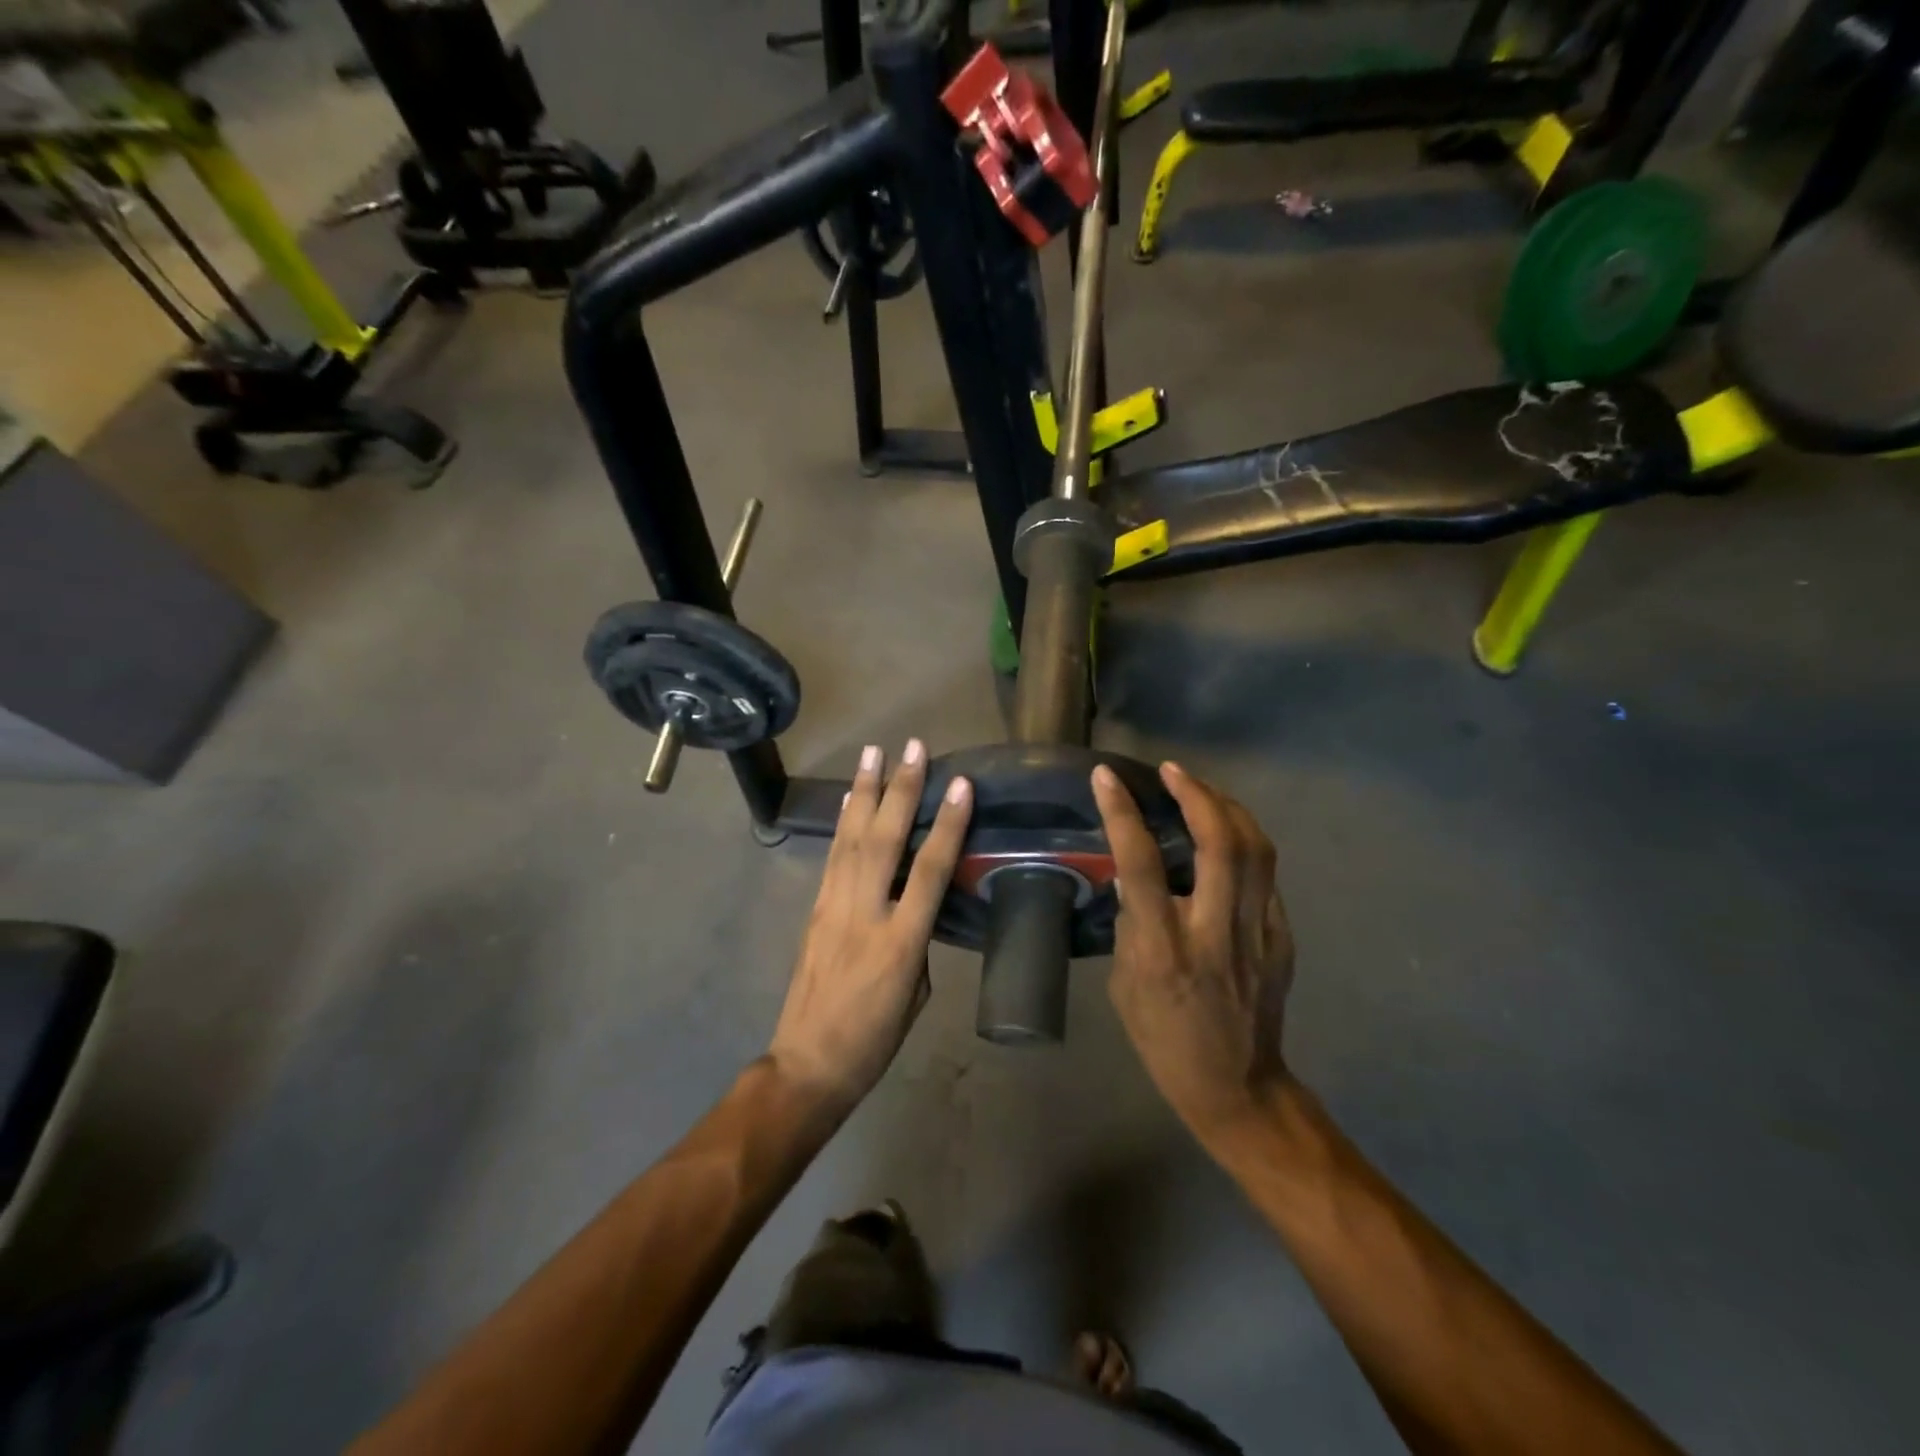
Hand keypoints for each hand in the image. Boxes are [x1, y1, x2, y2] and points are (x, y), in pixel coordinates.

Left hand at [769, 739, 972, 1117]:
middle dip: (900, 789)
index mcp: (901, 943)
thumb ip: (919, 940)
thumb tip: (914, 904)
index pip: (929, 871)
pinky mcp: (815, 910)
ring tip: (874, 752)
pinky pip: (832, 858)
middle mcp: (864, 914)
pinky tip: (852, 799)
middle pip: (883, 841)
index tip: (961, 785)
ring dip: (865, 792)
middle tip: (913, 747)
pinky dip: (843, 823)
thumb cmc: (875, 1038)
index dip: (947, 825)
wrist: (809, 1063)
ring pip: (851, 840)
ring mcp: (834, 909)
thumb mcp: (917, 994)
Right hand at [1091, 761, 1295, 1143]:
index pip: (1141, 863)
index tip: (1107, 776)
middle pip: (1218, 843)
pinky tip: (1227, 836)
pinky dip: (1245, 843)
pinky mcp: (1282, 939)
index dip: (1123, 812)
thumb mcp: (1124, 985)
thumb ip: (1130, 925)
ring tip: (1201, 789)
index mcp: (1164, 948)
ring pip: (1256, 849)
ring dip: (1227, 807)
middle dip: (1195, 794)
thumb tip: (1134, 879)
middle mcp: (1214, 932)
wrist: (1236, 1088)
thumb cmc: (1164, 1041)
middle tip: (1171, 770)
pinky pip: (1267, 876)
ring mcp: (1258, 934)